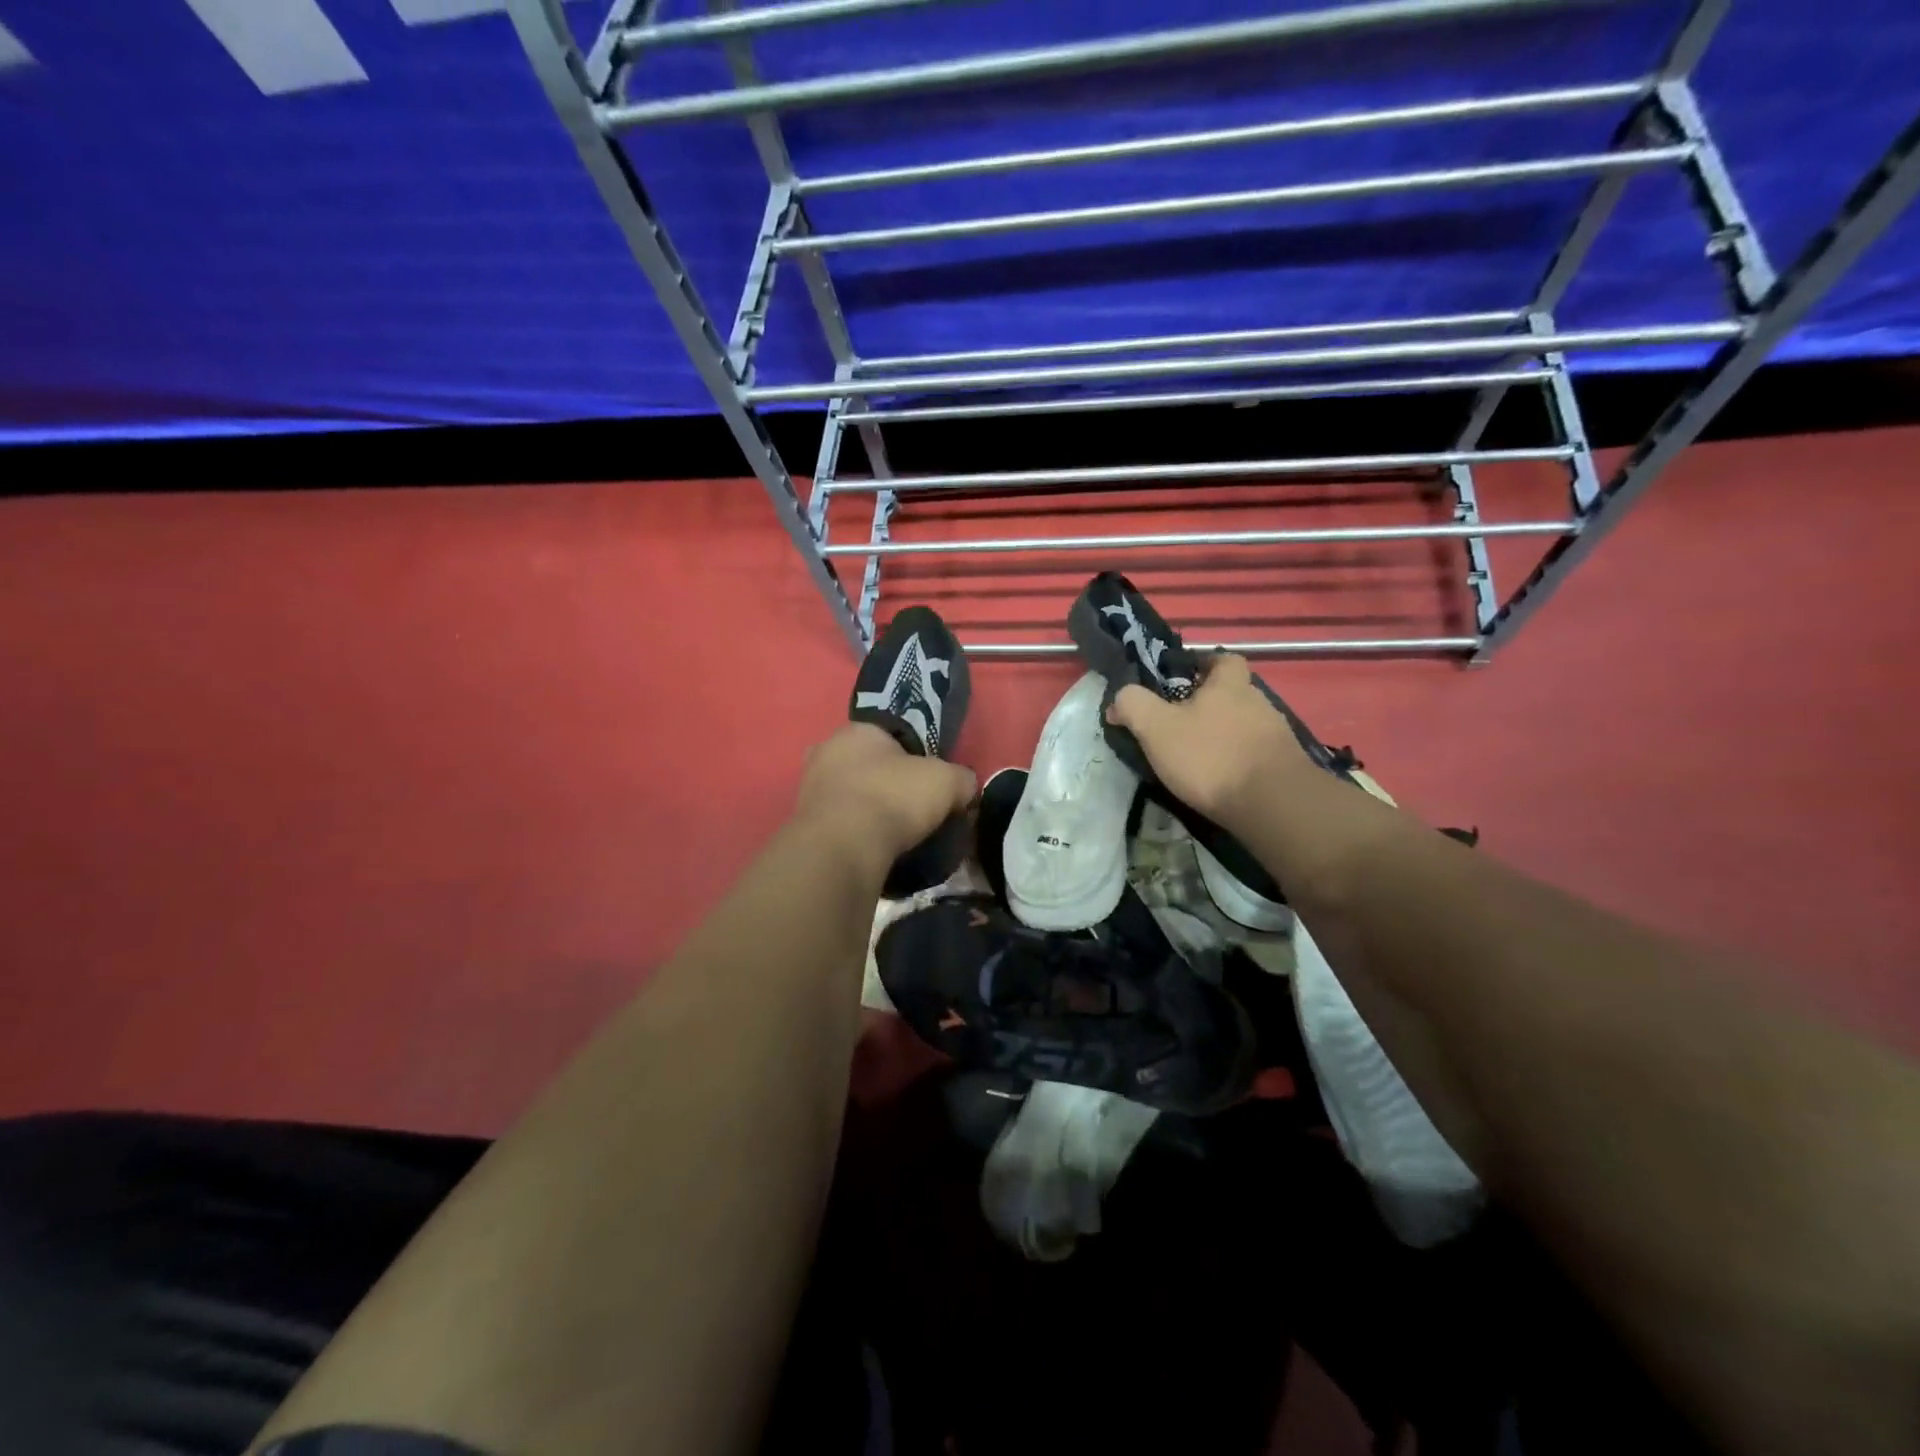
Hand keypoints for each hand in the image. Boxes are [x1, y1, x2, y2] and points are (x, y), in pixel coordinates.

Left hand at [793, 722, 976, 871]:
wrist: (843, 849)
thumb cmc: (894, 797)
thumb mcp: (947, 782)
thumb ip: (961, 779)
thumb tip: (965, 788)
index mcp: (856, 730)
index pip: (890, 735)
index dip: (914, 757)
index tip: (929, 781)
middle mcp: (825, 752)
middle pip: (867, 765)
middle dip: (888, 784)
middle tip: (913, 809)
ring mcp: (809, 789)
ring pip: (850, 795)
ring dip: (869, 811)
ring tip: (896, 836)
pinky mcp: (803, 825)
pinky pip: (838, 825)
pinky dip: (855, 835)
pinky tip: (875, 851)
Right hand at [1106, 654, 1311, 828]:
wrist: (1272, 803)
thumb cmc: (1210, 756)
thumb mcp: (1157, 728)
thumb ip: (1133, 704)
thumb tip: (1119, 698)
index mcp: (1229, 684)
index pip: (1222, 659)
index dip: (1203, 665)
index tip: (1181, 681)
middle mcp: (1258, 701)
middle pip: (1232, 693)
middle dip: (1209, 706)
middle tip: (1180, 725)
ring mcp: (1276, 734)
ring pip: (1244, 725)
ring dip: (1224, 735)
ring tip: (1199, 758)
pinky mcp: (1285, 765)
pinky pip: (1255, 753)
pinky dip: (1238, 761)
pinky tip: (1222, 779)